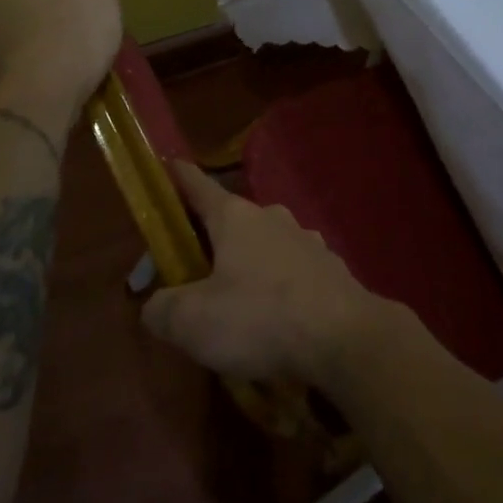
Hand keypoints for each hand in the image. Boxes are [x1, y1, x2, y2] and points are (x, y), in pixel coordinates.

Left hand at [0, 0, 121, 121]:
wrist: (40, 102)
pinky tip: (61, 85)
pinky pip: (14, 76)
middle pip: (6, 7)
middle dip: (34, 14)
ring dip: (33, 48)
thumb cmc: (65, 33)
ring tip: (70, 61)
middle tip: (71, 24)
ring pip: (8, 43)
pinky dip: (33, 78)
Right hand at [141, 161, 393, 390]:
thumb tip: (156, 306)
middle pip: (230, 220)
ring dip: (246, 265)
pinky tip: (275, 319)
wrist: (346, 338)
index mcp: (235, 217)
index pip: (197, 185)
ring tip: (235, 303)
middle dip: (208, 240)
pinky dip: (277, 287)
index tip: (169, 164)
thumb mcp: (191, 322)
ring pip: (263, 245)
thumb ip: (162, 309)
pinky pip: (291, 272)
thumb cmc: (260, 318)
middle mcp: (271, 217)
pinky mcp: (330, 268)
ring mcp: (306, 240)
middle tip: (190, 274)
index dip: (178, 177)